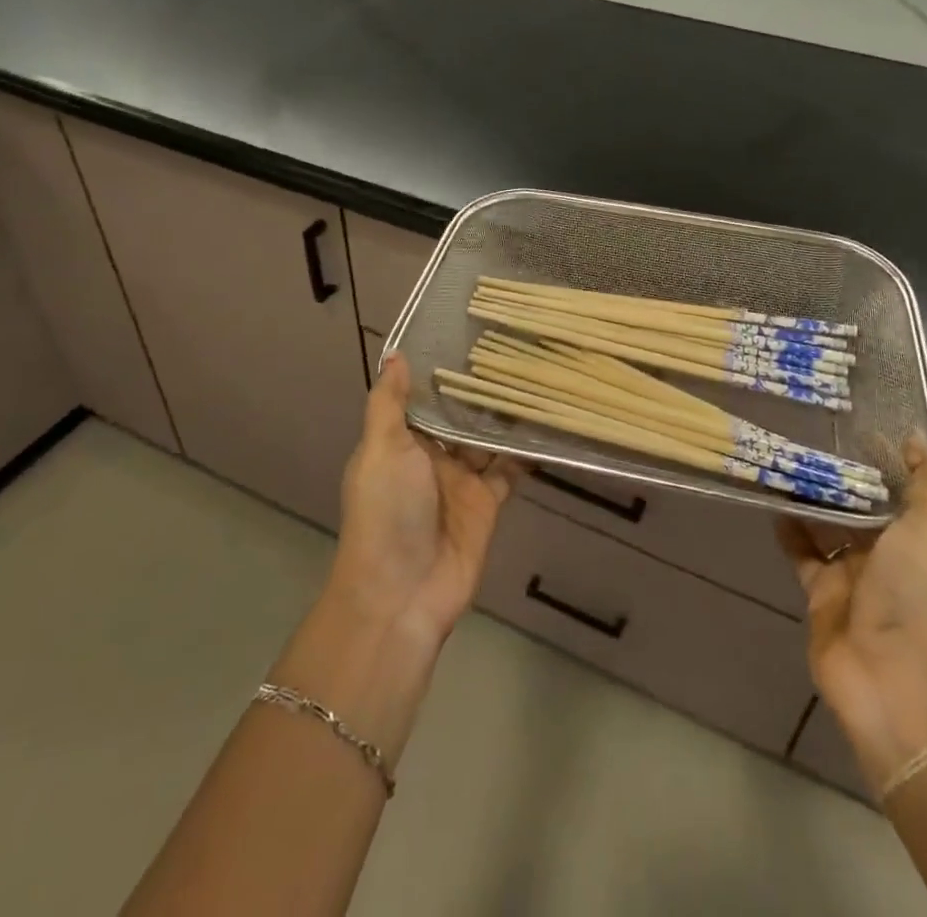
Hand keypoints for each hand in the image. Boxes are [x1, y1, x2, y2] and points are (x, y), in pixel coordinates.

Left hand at [330, 354, 520, 647]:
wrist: (403, 593)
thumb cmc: (386, 511)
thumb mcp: (381, 450)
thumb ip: (390, 403)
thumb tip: (395, 353)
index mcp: (399, 442)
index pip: (422, 397)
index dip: (441, 369)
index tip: (467, 333)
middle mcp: (430, 456)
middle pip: (458, 416)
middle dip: (478, 390)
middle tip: (513, 346)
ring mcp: (460, 480)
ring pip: (486, 439)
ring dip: (504, 416)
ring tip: (534, 375)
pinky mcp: (487, 503)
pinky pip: (508, 470)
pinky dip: (523, 451)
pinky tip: (545, 423)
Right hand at [778, 439, 926, 790]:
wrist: (887, 667)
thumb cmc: (913, 588)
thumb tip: (913, 438)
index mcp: (916, 535)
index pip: (897, 488)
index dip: (879, 458)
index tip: (852, 424)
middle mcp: (885, 552)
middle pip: (859, 504)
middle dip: (838, 476)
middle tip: (806, 435)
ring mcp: (850, 573)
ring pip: (826, 524)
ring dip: (809, 498)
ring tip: (783, 460)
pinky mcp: (819, 591)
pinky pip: (800, 552)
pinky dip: (787, 528)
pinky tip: (771, 500)